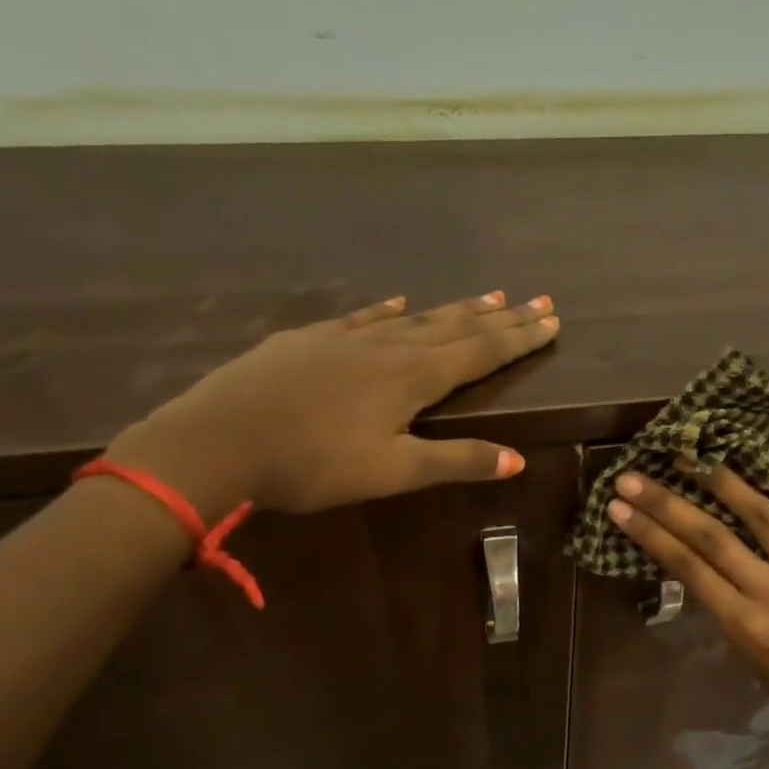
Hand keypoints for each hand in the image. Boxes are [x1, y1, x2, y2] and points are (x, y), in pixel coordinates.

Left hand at [107, 291, 559, 515]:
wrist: (217, 440)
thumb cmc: (312, 464)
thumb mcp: (391, 471)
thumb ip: (455, 461)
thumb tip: (518, 459)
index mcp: (413, 377)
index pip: (481, 352)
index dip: (519, 338)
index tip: (552, 320)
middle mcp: (388, 347)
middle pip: (456, 328)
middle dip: (501, 318)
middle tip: (538, 301)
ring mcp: (346, 338)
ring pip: (415, 318)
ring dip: (455, 309)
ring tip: (488, 296)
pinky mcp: (310, 340)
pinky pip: (364, 318)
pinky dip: (389, 310)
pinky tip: (400, 302)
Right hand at [603, 430, 768, 768]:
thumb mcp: (753, 663)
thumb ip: (731, 613)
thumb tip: (704, 568)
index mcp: (748, 627)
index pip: (688, 568)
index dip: (649, 533)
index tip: (617, 507)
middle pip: (712, 537)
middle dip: (666, 504)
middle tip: (632, 476)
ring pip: (763, 514)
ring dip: (723, 480)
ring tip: (692, 455)